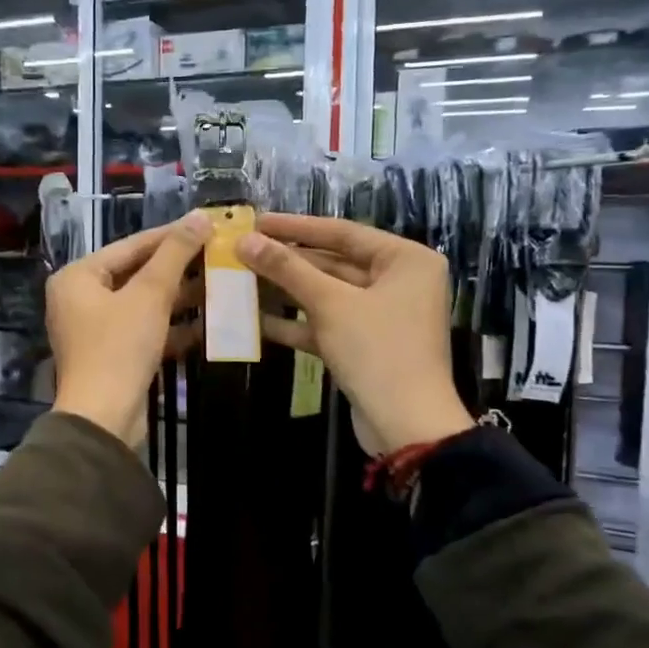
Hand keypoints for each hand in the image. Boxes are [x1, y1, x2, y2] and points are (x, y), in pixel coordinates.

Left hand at [47, 212, 209, 445]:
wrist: (103, 419)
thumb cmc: (119, 347)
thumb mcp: (150, 295)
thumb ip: (175, 254)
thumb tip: (199, 216)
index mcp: (78, 277)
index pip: (131, 245)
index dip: (171, 235)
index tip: (207, 224)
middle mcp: (80, 298)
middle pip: (136, 273)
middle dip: (178, 268)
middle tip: (218, 254)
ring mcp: (95, 329)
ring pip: (143, 303)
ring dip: (179, 297)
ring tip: (220, 283)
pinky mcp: (112, 355)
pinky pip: (144, 329)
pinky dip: (171, 326)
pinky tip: (208, 322)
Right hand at [234, 214, 475, 455]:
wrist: (406, 426)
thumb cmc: (377, 351)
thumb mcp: (330, 304)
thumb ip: (287, 269)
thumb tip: (245, 240)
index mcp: (405, 260)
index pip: (343, 232)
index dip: (296, 227)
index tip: (257, 221)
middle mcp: (398, 282)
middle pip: (333, 263)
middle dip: (287, 262)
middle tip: (243, 251)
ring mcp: (382, 316)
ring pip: (327, 295)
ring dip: (286, 291)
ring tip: (241, 280)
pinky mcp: (365, 345)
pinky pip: (327, 323)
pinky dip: (296, 322)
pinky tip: (256, 318)